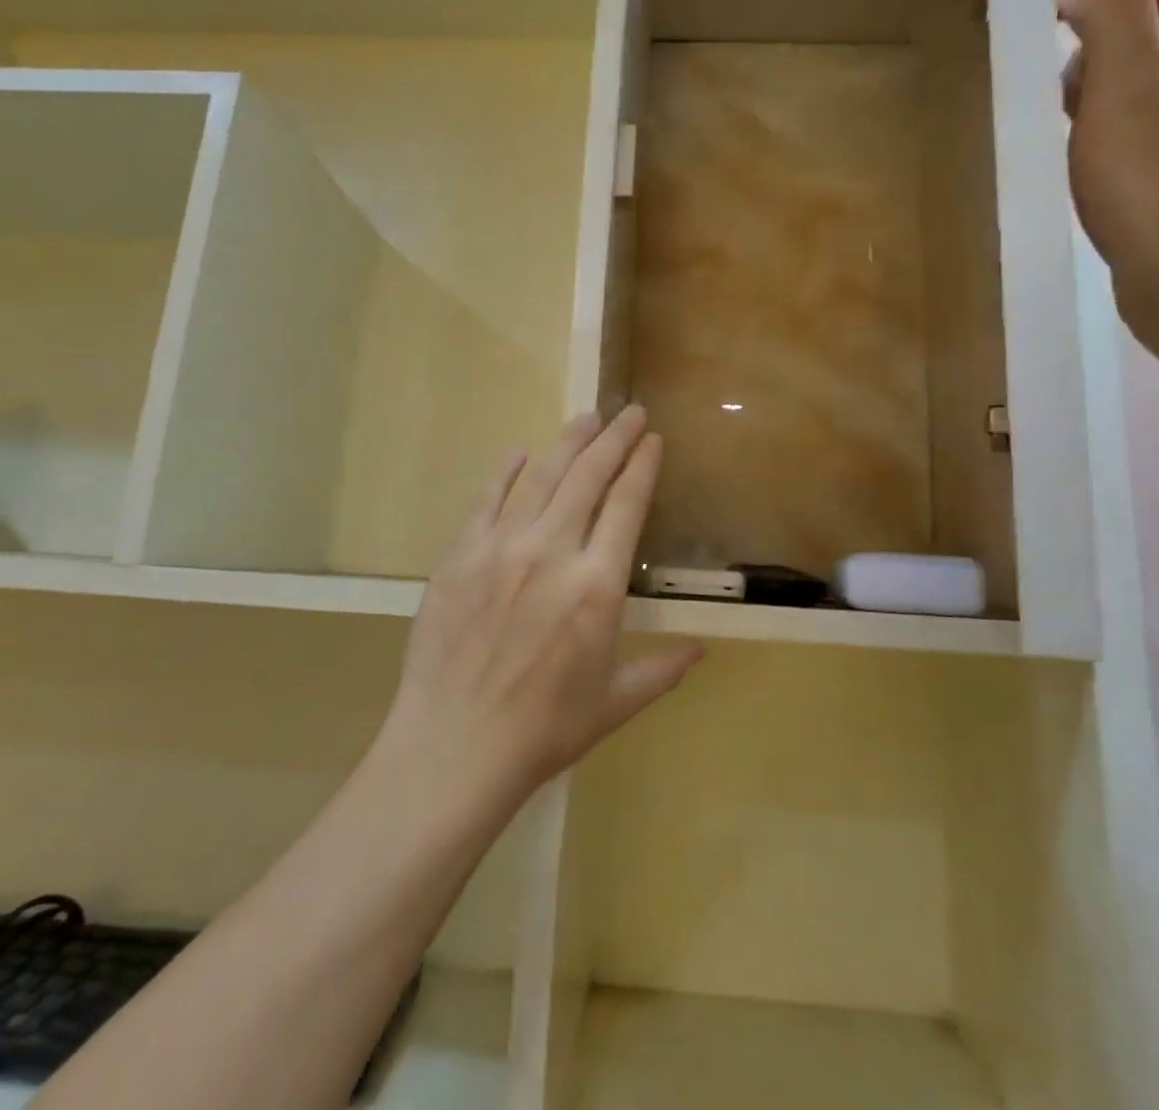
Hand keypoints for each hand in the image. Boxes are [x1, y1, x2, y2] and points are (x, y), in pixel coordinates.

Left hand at [381, 405, 703, 798]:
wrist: (454, 746)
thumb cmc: (544, 730)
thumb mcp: (615, 703)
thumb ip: (662, 669)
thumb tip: (703, 649)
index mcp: (597, 586)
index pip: (626, 505)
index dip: (642, 466)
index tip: (654, 439)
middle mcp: (552, 552)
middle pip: (587, 477)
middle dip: (613, 438)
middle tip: (629, 411)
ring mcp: (500, 548)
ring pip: (540, 477)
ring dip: (567, 442)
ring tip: (586, 417)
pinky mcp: (459, 555)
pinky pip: (487, 499)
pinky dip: (506, 472)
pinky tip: (519, 453)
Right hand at [1056, 0, 1158, 356]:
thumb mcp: (1128, 93)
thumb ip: (1105, 11)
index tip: (1046, 8)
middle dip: (1088, 25)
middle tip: (1054, 81)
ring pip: (1135, 51)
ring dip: (1088, 76)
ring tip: (1067, 125)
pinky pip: (1137, 97)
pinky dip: (1100, 112)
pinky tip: (1080, 150)